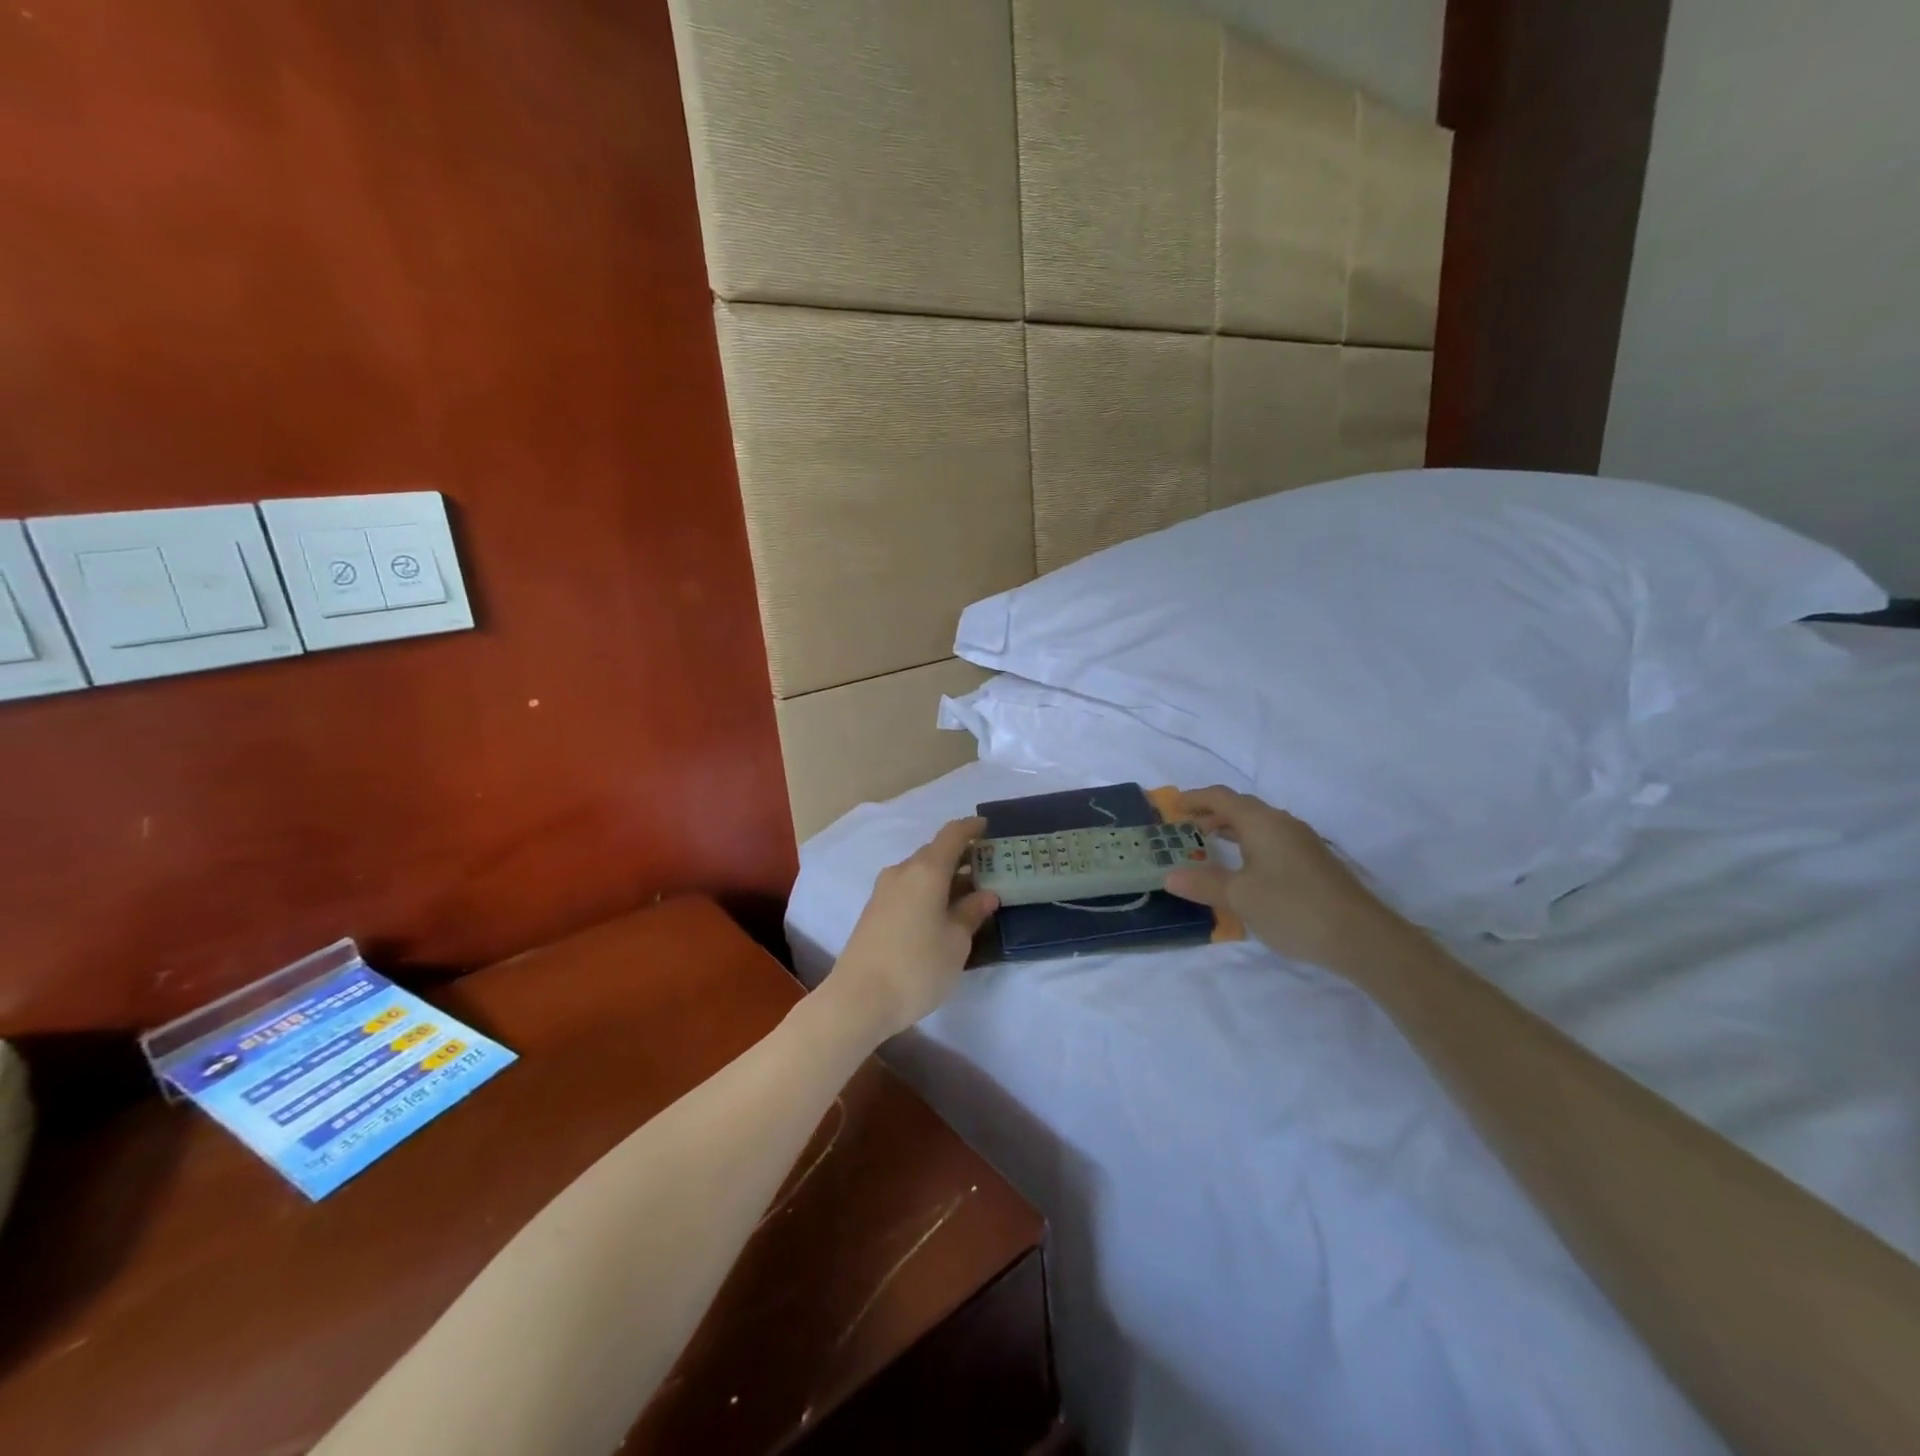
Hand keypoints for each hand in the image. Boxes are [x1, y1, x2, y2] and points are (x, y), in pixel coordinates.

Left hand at [823, 817, 999, 1041]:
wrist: (858, 999)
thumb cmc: (917, 967)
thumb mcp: (956, 942)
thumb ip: (971, 913)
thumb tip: (986, 894)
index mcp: (926, 871)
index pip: (952, 835)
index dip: (971, 828)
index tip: (988, 827)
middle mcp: (902, 871)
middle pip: (934, 852)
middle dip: (961, 856)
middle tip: (987, 867)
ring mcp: (884, 891)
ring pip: (920, 872)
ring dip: (944, 876)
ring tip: (969, 892)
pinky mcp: (875, 910)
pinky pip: (908, 887)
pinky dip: (929, 890)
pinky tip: (942, 910)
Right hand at [1164, 786, 1416, 973]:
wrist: (1362, 937)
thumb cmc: (1293, 908)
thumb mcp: (1240, 897)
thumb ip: (1203, 884)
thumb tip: (1169, 876)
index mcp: (1262, 822)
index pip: (1221, 797)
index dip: (1194, 798)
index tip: (1172, 808)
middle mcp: (1282, 824)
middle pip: (1240, 807)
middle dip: (1211, 814)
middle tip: (1185, 829)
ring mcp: (1302, 842)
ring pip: (1258, 825)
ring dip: (1231, 830)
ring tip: (1209, 846)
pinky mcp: (1313, 862)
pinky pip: (1271, 840)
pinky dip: (1249, 844)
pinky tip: (1244, 869)